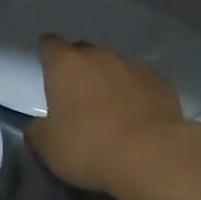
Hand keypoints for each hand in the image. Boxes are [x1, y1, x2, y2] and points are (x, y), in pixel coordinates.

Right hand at [24, 36, 189, 194]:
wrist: (151, 155)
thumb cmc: (88, 147)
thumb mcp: (47, 147)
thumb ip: (38, 130)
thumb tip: (40, 127)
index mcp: (65, 65)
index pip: (49, 45)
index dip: (47, 55)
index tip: (48, 71)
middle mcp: (99, 56)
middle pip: (84, 53)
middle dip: (79, 70)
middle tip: (77, 100)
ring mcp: (134, 66)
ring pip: (115, 67)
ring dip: (109, 83)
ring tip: (111, 113)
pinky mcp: (161, 82)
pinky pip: (141, 83)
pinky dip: (136, 95)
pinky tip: (137, 119)